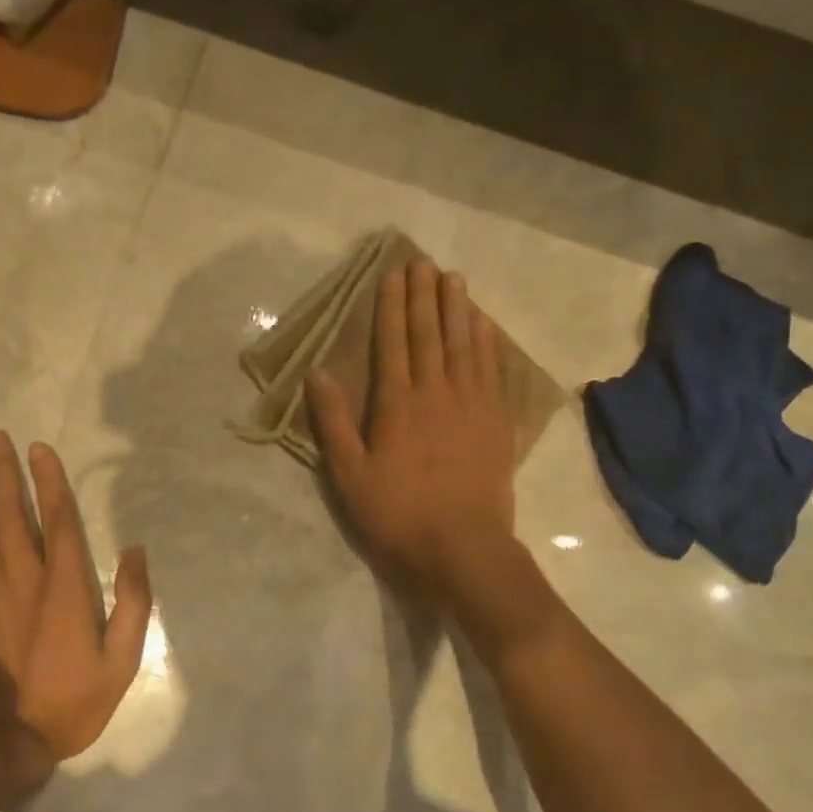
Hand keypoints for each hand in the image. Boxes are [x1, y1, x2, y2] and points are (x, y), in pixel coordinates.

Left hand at [0, 432, 152, 786]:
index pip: (60, 519)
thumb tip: (135, 550)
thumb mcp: (121, 661)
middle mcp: (23, 575)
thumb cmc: (70, 703)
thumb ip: (133, 602)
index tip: (39, 448)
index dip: (50, 481)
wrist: (2, 744)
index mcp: (66, 586)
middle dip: (4, 471)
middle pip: (13, 512)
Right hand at [307, 260, 517, 606]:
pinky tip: (485, 325)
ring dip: (458, 310)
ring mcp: (471, 406)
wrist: (463, 549)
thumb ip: (333, 423)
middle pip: (430, 335)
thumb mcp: (349, 476)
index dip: (392, 306)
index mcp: (397, 404)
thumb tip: (317, 374)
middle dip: (424, 297)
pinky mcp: (496, 423)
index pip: (393, 343)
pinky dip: (487, 343)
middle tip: (424, 262)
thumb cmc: (398, 514)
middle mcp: (436, 393)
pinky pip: (491, 371)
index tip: (394, 274)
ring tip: (454, 279)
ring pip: (464, 345)